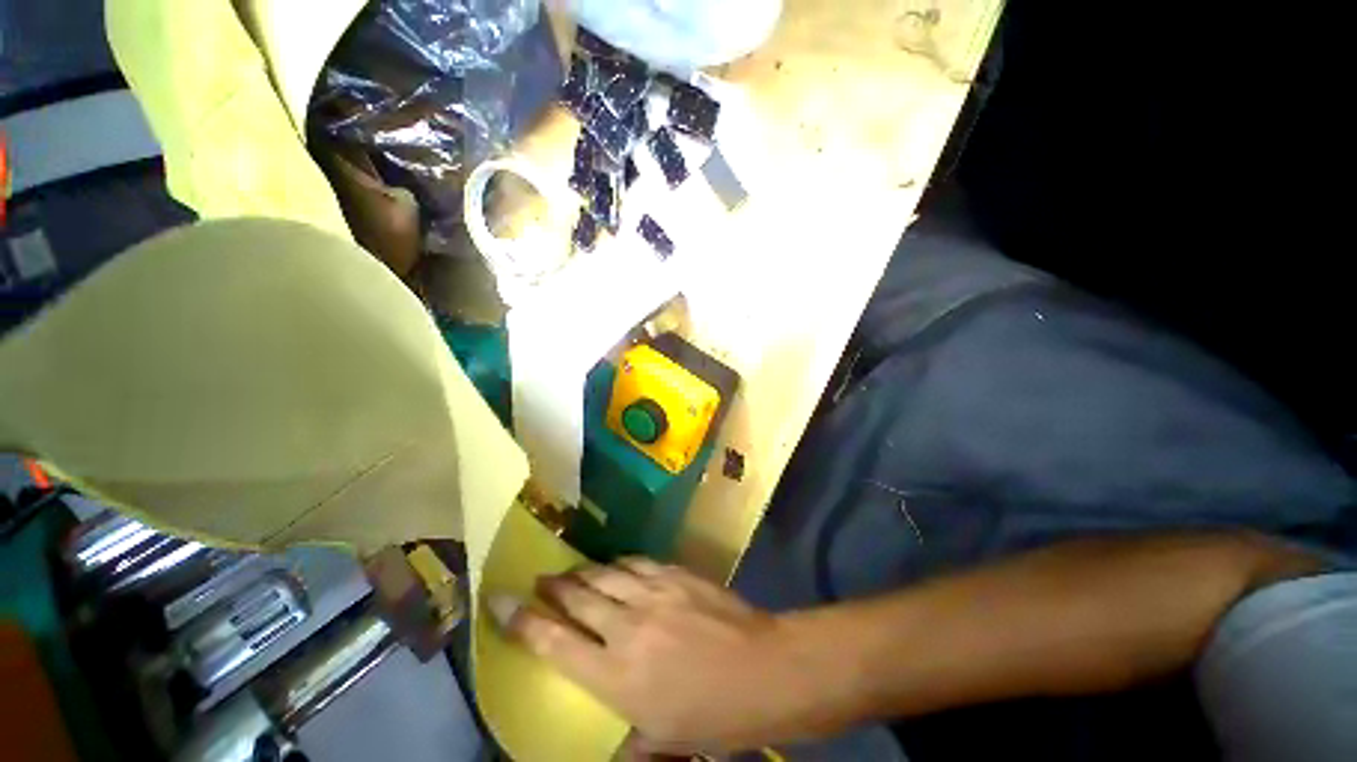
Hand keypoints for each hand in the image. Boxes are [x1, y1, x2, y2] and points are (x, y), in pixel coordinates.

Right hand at [490, 558, 831, 754]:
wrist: (763, 669)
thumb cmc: (713, 715)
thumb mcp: (664, 741)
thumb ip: (630, 740)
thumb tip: (613, 747)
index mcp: (615, 676)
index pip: (553, 642)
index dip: (521, 619)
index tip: (499, 599)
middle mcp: (626, 627)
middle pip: (577, 597)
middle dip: (553, 587)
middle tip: (541, 581)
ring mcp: (653, 593)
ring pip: (605, 574)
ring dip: (585, 573)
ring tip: (573, 573)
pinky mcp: (675, 574)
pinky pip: (637, 563)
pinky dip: (621, 564)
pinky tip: (617, 566)